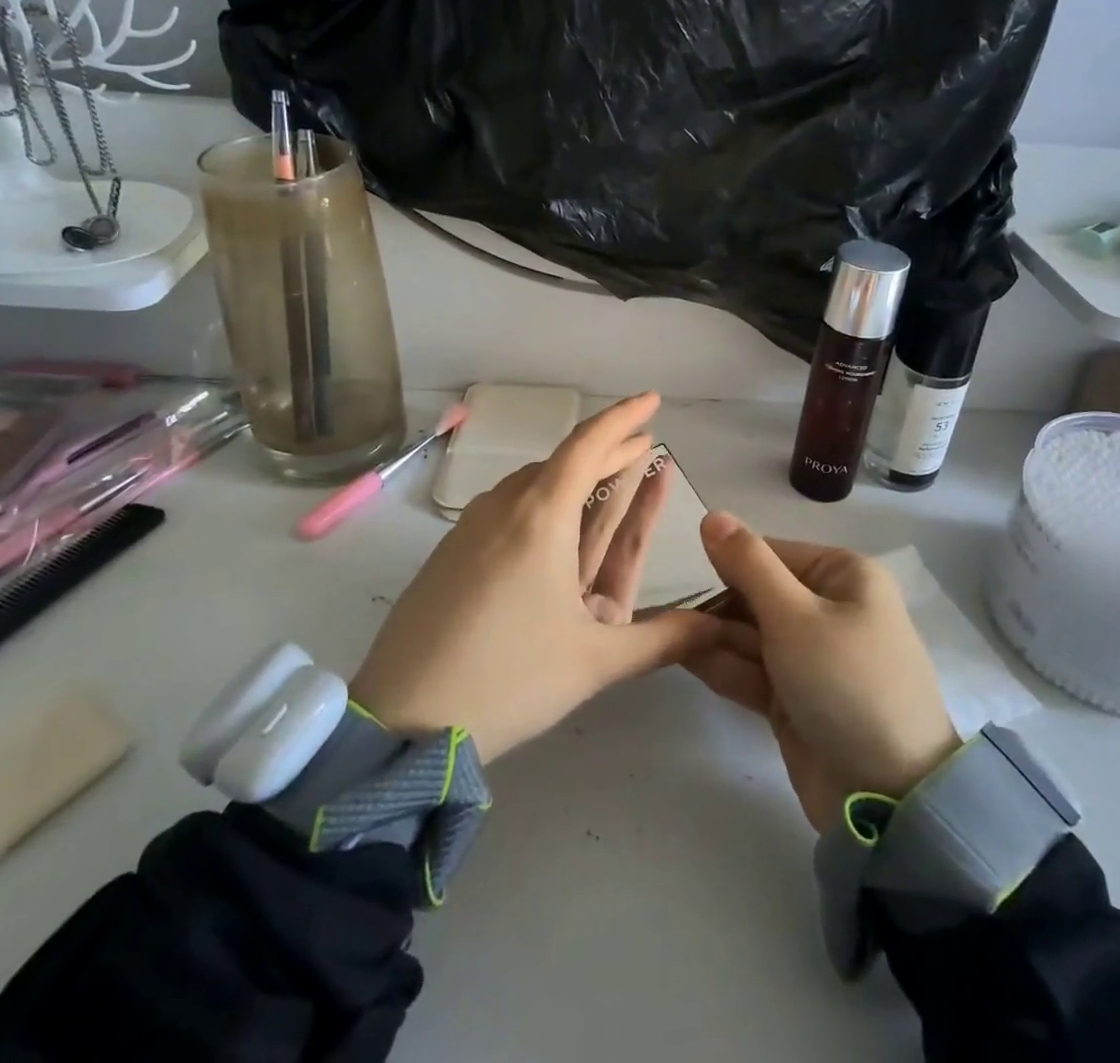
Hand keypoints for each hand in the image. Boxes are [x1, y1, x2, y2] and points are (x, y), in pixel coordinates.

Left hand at [351, 393, 714, 761]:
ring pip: (534, 483)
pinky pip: (508, 506)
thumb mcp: (594, 661)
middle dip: (608, 450)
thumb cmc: (508, 678)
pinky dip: (543, 499)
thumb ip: (663, 640)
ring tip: (606, 476)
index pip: (588, 445)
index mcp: (541, 517)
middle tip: (643, 443)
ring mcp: (471, 527)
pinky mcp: (451, 552)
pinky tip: (552, 520)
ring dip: (575, 475)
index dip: (623, 418)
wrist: (401, 718)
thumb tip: (718, 629)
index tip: (652, 399)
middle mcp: (504, 507)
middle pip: (563, 462)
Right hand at [686, 515, 959, 830]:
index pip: (770, 553)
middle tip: (668, 617)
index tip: (683, 578)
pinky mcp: (797, 697)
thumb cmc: (845, 683)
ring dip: (713, 636)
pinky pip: (753, 670)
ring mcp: (813, 657)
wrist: (889, 796)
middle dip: (717, 606)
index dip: (727, 563)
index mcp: (843, 576)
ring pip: (751, 634)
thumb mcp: (794, 615)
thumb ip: (747, 564)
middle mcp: (829, 609)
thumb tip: (711, 514)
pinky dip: (723, 665)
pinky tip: (681, 657)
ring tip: (667, 638)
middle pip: (758, 594)